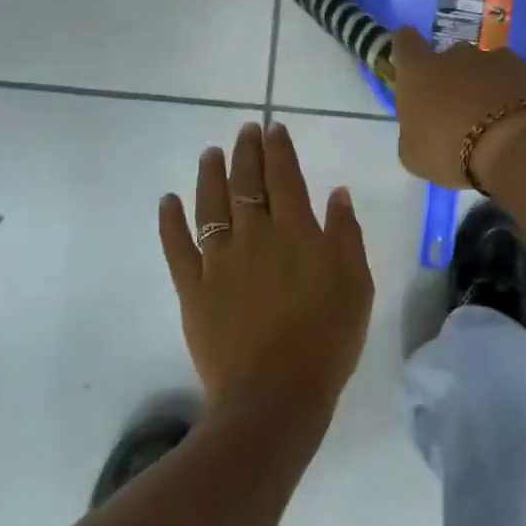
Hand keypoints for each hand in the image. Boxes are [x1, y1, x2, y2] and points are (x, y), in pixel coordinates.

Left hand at [159, 122, 372, 424]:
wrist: (275, 396)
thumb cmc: (327, 339)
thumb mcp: (357, 283)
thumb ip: (346, 233)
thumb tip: (336, 192)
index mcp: (296, 232)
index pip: (285, 177)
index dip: (279, 149)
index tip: (274, 129)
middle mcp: (254, 236)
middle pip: (247, 183)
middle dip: (246, 152)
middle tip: (245, 130)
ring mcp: (218, 261)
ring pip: (211, 205)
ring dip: (210, 175)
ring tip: (210, 154)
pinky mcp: (193, 289)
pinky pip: (177, 247)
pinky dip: (170, 221)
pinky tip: (167, 200)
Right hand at [390, 27, 525, 189]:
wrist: (516, 146)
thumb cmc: (451, 151)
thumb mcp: (414, 154)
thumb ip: (414, 131)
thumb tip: (422, 127)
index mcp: (420, 71)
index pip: (406, 42)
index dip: (408, 50)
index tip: (413, 66)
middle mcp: (457, 55)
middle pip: (450, 56)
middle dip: (453, 77)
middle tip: (458, 110)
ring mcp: (498, 58)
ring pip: (487, 67)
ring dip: (487, 86)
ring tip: (493, 119)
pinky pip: (518, 81)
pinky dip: (516, 95)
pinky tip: (519, 122)